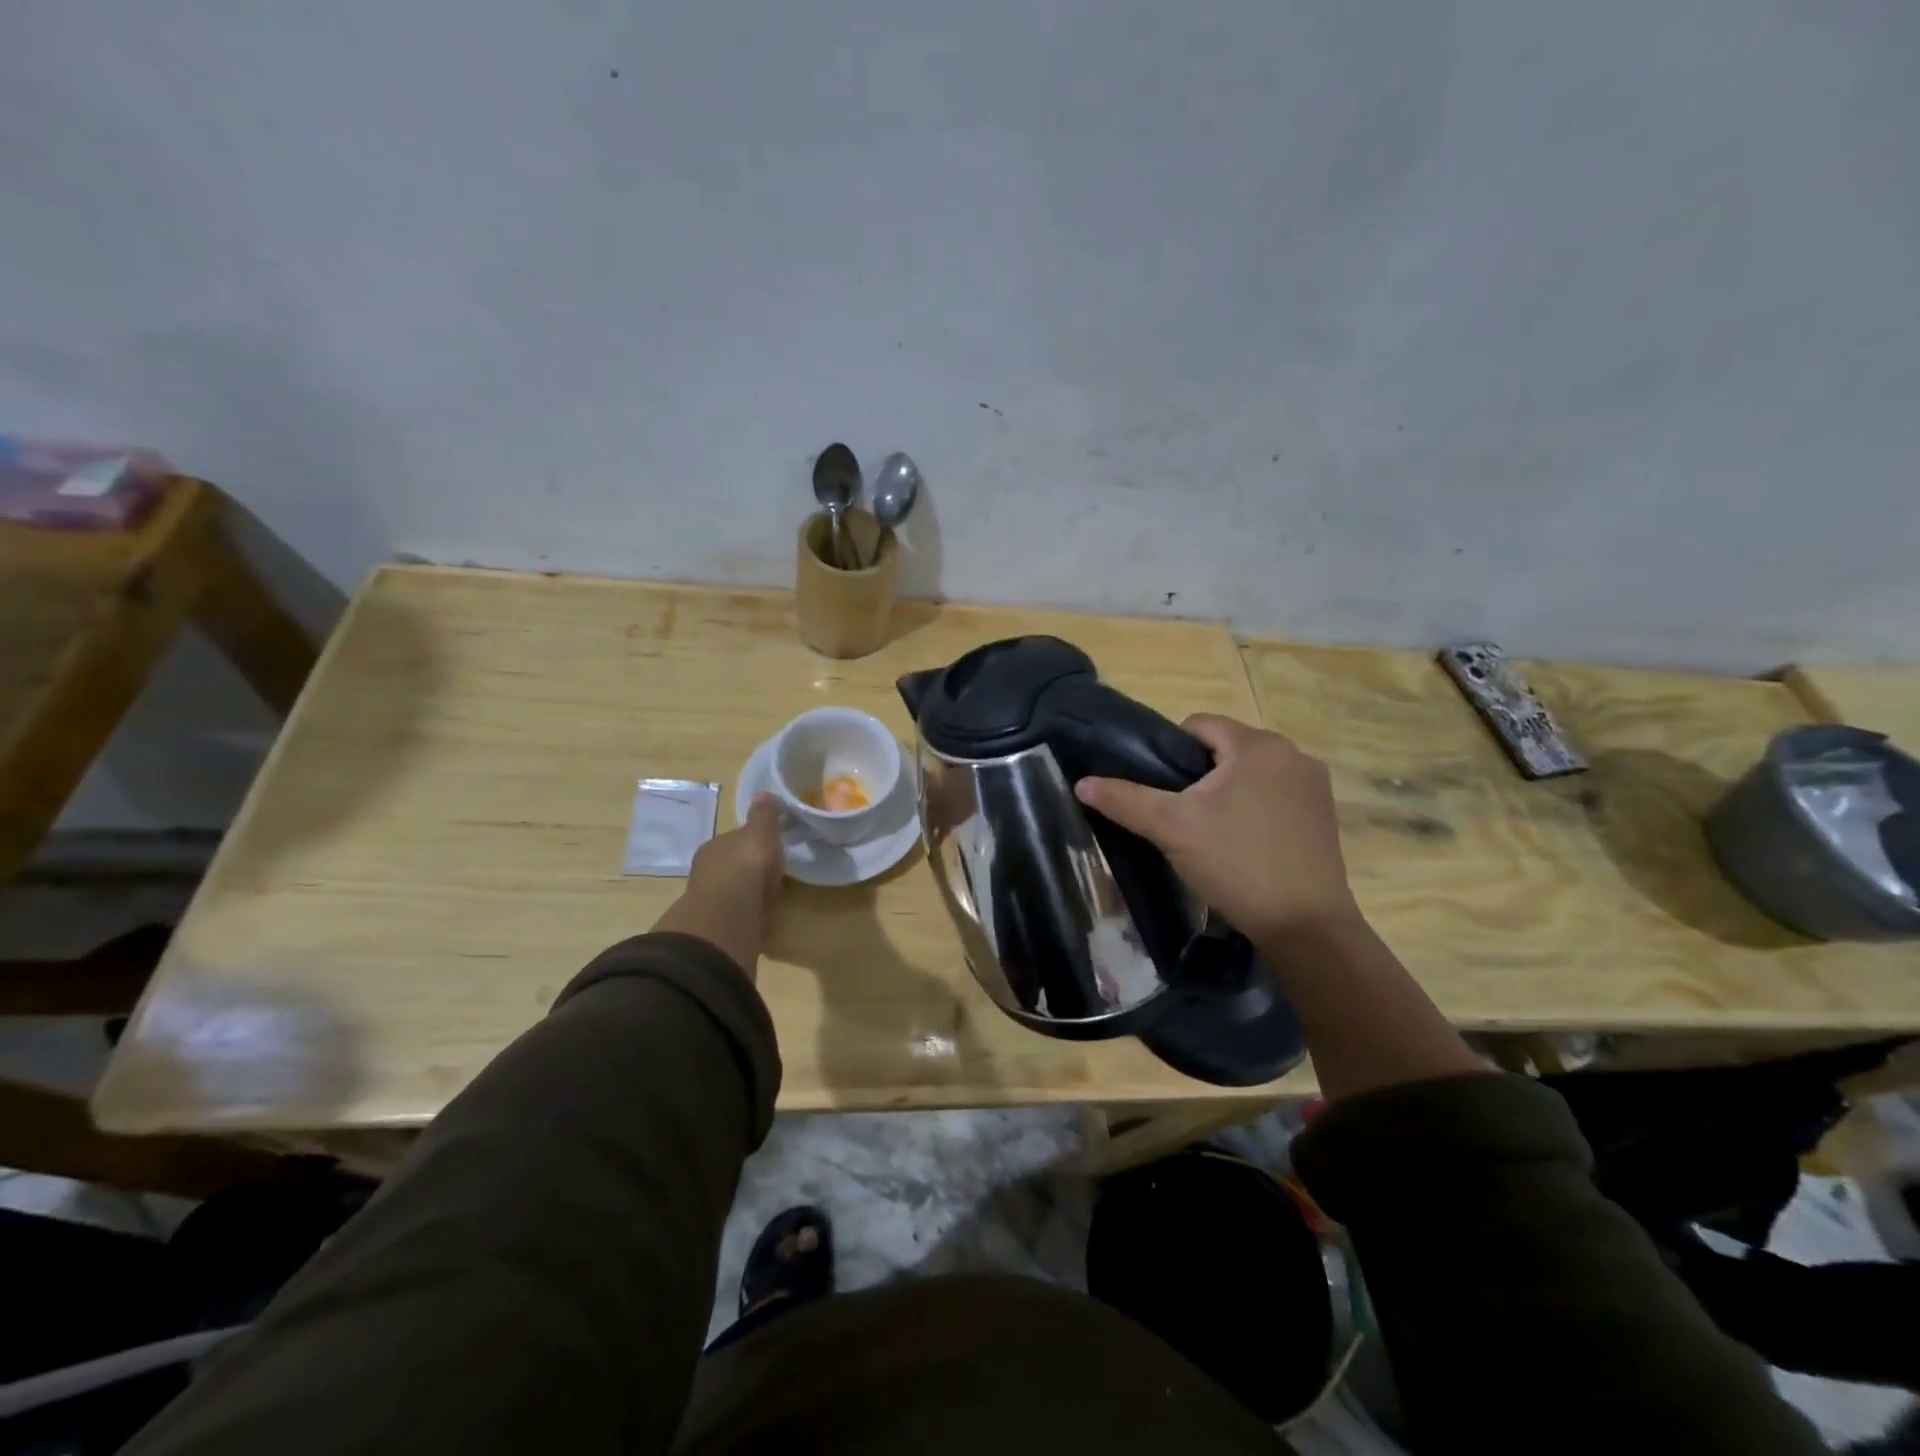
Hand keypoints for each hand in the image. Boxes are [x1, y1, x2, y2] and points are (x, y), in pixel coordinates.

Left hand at [651, 794, 785, 977]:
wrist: (731, 914)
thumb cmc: (746, 865)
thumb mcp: (761, 832)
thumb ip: (764, 815)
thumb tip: (763, 793)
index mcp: (713, 847)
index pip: (732, 841)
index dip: (749, 842)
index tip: (766, 847)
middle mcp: (706, 872)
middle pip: (730, 866)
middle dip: (745, 869)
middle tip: (769, 872)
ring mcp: (711, 901)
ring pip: (732, 892)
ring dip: (746, 894)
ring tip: (768, 896)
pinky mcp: (719, 926)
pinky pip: (738, 914)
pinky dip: (748, 915)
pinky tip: (761, 918)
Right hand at [1074, 715, 1358, 943]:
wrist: (1305, 926)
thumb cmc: (1236, 863)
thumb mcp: (1171, 828)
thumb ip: (1125, 800)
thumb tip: (1082, 783)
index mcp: (1258, 745)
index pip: (1198, 725)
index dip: (1169, 752)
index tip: (1160, 790)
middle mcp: (1293, 755)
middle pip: (1226, 749)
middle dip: (1198, 775)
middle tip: (1179, 816)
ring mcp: (1314, 787)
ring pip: (1250, 774)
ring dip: (1226, 793)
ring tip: (1207, 832)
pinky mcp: (1325, 816)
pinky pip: (1275, 797)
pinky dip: (1253, 810)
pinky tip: (1241, 845)